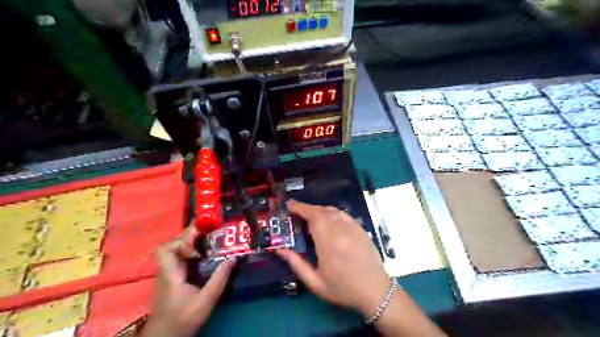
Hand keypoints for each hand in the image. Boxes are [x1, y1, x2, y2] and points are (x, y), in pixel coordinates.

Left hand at [139, 226, 235, 336]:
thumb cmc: (182, 320)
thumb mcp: (205, 301)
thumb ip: (219, 280)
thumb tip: (233, 259)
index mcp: (170, 274)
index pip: (166, 249)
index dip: (181, 239)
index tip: (200, 236)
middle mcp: (166, 271)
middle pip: (171, 246)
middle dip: (189, 236)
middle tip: (208, 230)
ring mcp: (167, 275)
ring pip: (175, 251)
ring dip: (190, 244)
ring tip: (208, 240)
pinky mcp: (171, 279)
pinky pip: (179, 259)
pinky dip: (190, 253)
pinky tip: (203, 256)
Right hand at [274, 201, 389, 318]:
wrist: (375, 291)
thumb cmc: (343, 289)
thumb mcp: (315, 283)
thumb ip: (297, 264)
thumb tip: (280, 250)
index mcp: (328, 243)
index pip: (313, 217)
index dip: (300, 208)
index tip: (289, 205)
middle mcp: (341, 231)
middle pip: (321, 211)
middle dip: (307, 208)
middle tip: (296, 212)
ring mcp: (353, 228)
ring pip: (332, 210)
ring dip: (318, 210)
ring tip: (309, 216)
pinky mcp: (360, 228)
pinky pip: (343, 214)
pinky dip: (332, 213)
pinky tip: (327, 220)